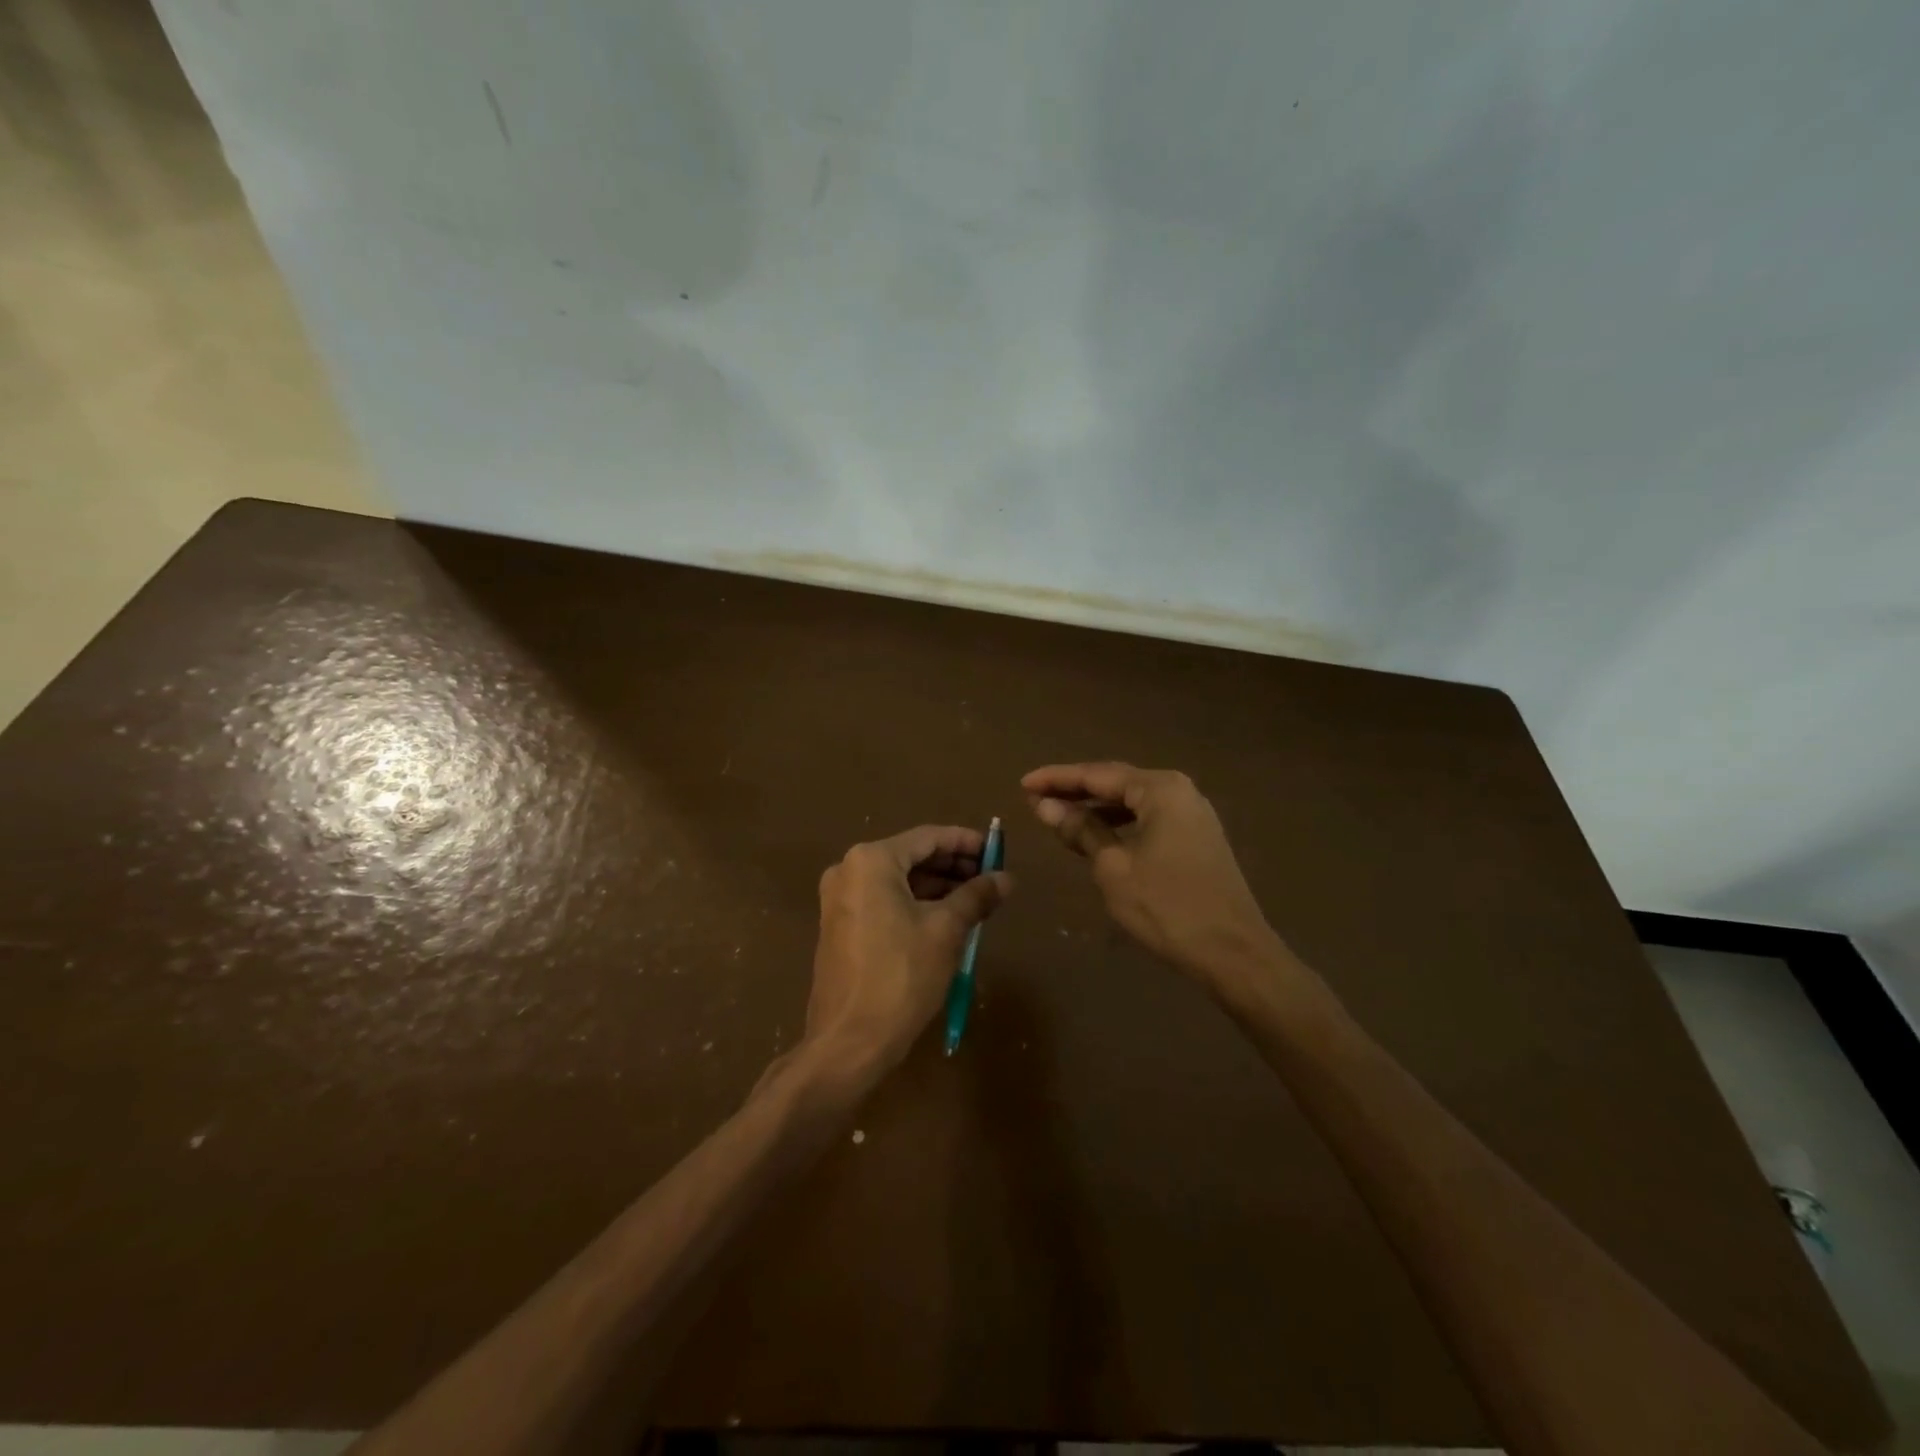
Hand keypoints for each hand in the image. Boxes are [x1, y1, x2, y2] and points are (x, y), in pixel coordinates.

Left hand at [805, 824, 1011, 1073]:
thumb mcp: (946, 931)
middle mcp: (849, 870)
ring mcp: (840, 899)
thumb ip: (976, 897)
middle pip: (911, 856)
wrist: (848, 1041)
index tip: (996, 849)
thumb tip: (1007, 878)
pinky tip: (947, 917)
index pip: (928, 837)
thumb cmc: (900, 976)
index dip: (965, 842)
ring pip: (898, 880)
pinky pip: (884, 900)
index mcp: (871, 861)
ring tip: (976, 899)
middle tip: (990, 876)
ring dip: (937, 886)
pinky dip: (915, 903)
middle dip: (952, 865)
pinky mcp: (840, 925)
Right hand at [1023, 762, 1278, 987]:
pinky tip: (1097, 837)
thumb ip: (1081, 829)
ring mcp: (1193, 815)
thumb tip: (1045, 806)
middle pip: (1116, 783)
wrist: (1233, 952)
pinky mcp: (1197, 838)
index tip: (1023, 784)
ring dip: (1096, 809)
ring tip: (1059, 817)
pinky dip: (1119, 824)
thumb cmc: (1166, 906)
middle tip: (1035, 798)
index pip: (1097, 774)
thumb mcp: (1113, 867)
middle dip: (1075, 791)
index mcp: (1160, 789)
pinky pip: (1148, 820)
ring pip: (1133, 802)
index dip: (1057, 779)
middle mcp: (1179, 791)